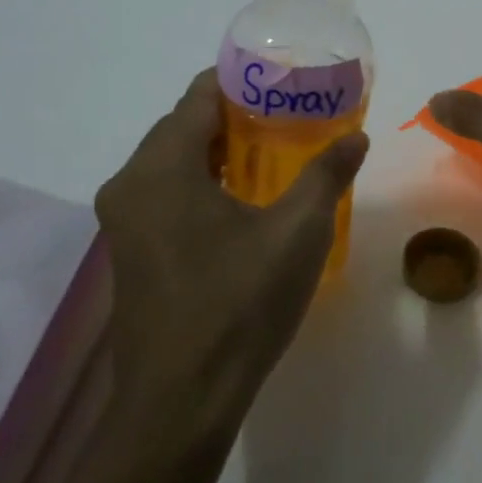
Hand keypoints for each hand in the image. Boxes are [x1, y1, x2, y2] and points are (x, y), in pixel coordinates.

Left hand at [94, 69, 367, 438]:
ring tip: (274, 153)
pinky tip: (243, 202)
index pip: (199, 96)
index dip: (242, 82)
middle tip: (290, 116)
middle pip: (183, 127)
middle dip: (235, 117)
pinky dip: (202, 184)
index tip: (285, 81)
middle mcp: (130, 184)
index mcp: (161, 168)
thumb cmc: (238, 305)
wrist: (181, 401)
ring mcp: (124, 222)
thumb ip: (326, 176)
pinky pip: (166, 196)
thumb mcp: (296, 233)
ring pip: (173, 164)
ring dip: (219, 152)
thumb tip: (357, 138)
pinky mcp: (131, 253)